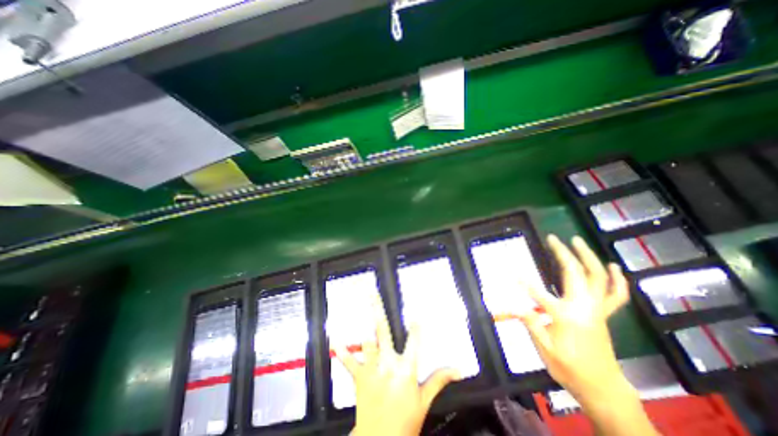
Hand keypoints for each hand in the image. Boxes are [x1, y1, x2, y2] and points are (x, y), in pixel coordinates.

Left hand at [337, 302, 459, 434]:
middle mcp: (387, 364)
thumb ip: (439, 380)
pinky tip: (335, 341)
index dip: (415, 328)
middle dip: (378, 312)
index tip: (415, 315)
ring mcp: (372, 369)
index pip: (414, 343)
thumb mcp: (425, 400)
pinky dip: (342, 351)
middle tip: (373, 295)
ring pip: (366, 342)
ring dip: (362, 327)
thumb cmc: (405, 421)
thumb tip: (459, 370)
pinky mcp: (360, 377)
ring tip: (356, 308)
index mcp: (406, 370)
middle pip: (383, 332)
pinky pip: (349, 362)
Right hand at [519, 237, 627, 402]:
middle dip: (563, 253)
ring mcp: (597, 309)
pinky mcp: (603, 313)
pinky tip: (612, 266)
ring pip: (597, 277)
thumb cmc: (569, 368)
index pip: (539, 293)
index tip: (512, 272)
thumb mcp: (544, 349)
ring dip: (588, 257)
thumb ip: (530, 323)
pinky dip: (616, 279)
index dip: (524, 283)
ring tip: (578, 241)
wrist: (602, 387)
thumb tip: (514, 305)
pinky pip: (616, 294)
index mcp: (565, 316)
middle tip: (553, 238)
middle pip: (575, 274)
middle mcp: (583, 307)